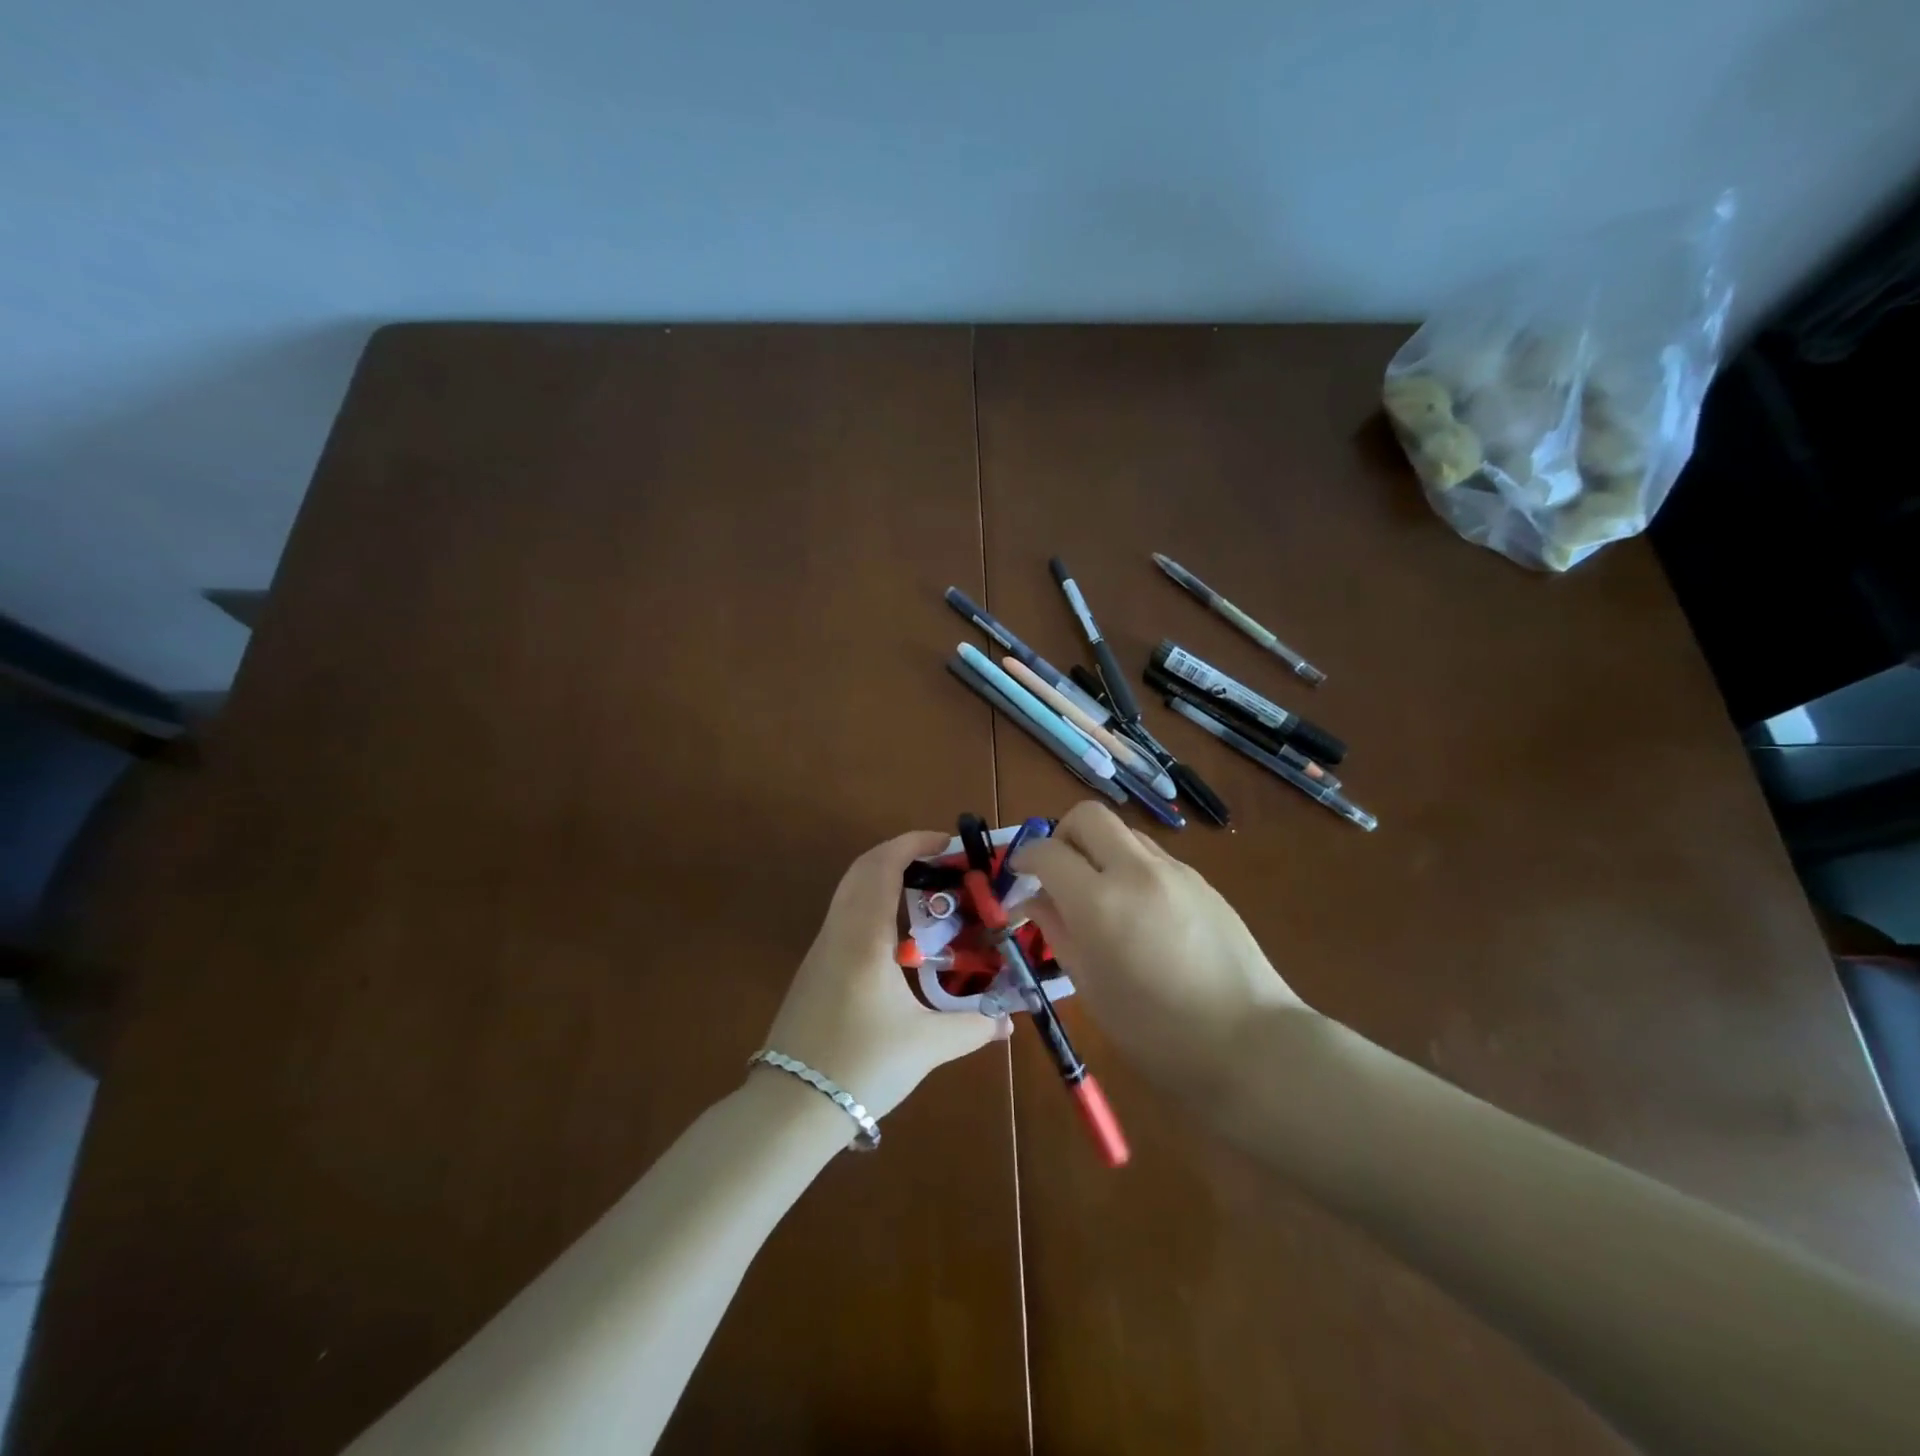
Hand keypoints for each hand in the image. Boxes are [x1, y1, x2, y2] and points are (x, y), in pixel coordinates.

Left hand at [761, 830, 1008, 1126]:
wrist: (790, 1108)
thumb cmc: (862, 1065)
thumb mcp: (926, 1045)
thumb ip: (973, 1026)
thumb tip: (1008, 1020)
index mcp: (864, 936)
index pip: (883, 865)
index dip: (913, 843)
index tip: (946, 842)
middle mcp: (838, 931)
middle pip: (862, 869)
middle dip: (900, 855)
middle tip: (941, 865)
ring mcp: (821, 950)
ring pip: (849, 892)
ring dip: (885, 880)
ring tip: (927, 898)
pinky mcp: (814, 970)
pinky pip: (845, 917)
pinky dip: (873, 907)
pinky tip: (899, 940)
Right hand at [1014, 802, 1306, 1100]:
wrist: (1251, 1044)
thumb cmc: (1156, 1032)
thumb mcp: (1091, 987)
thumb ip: (1058, 932)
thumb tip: (1035, 900)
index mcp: (1100, 902)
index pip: (1048, 852)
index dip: (1025, 858)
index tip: (1019, 875)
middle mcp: (1136, 870)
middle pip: (1088, 816)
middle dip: (1063, 835)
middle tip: (1059, 873)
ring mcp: (1175, 871)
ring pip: (1124, 832)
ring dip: (1101, 850)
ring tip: (1101, 896)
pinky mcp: (1203, 882)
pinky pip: (1154, 856)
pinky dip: (1132, 868)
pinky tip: (1142, 913)